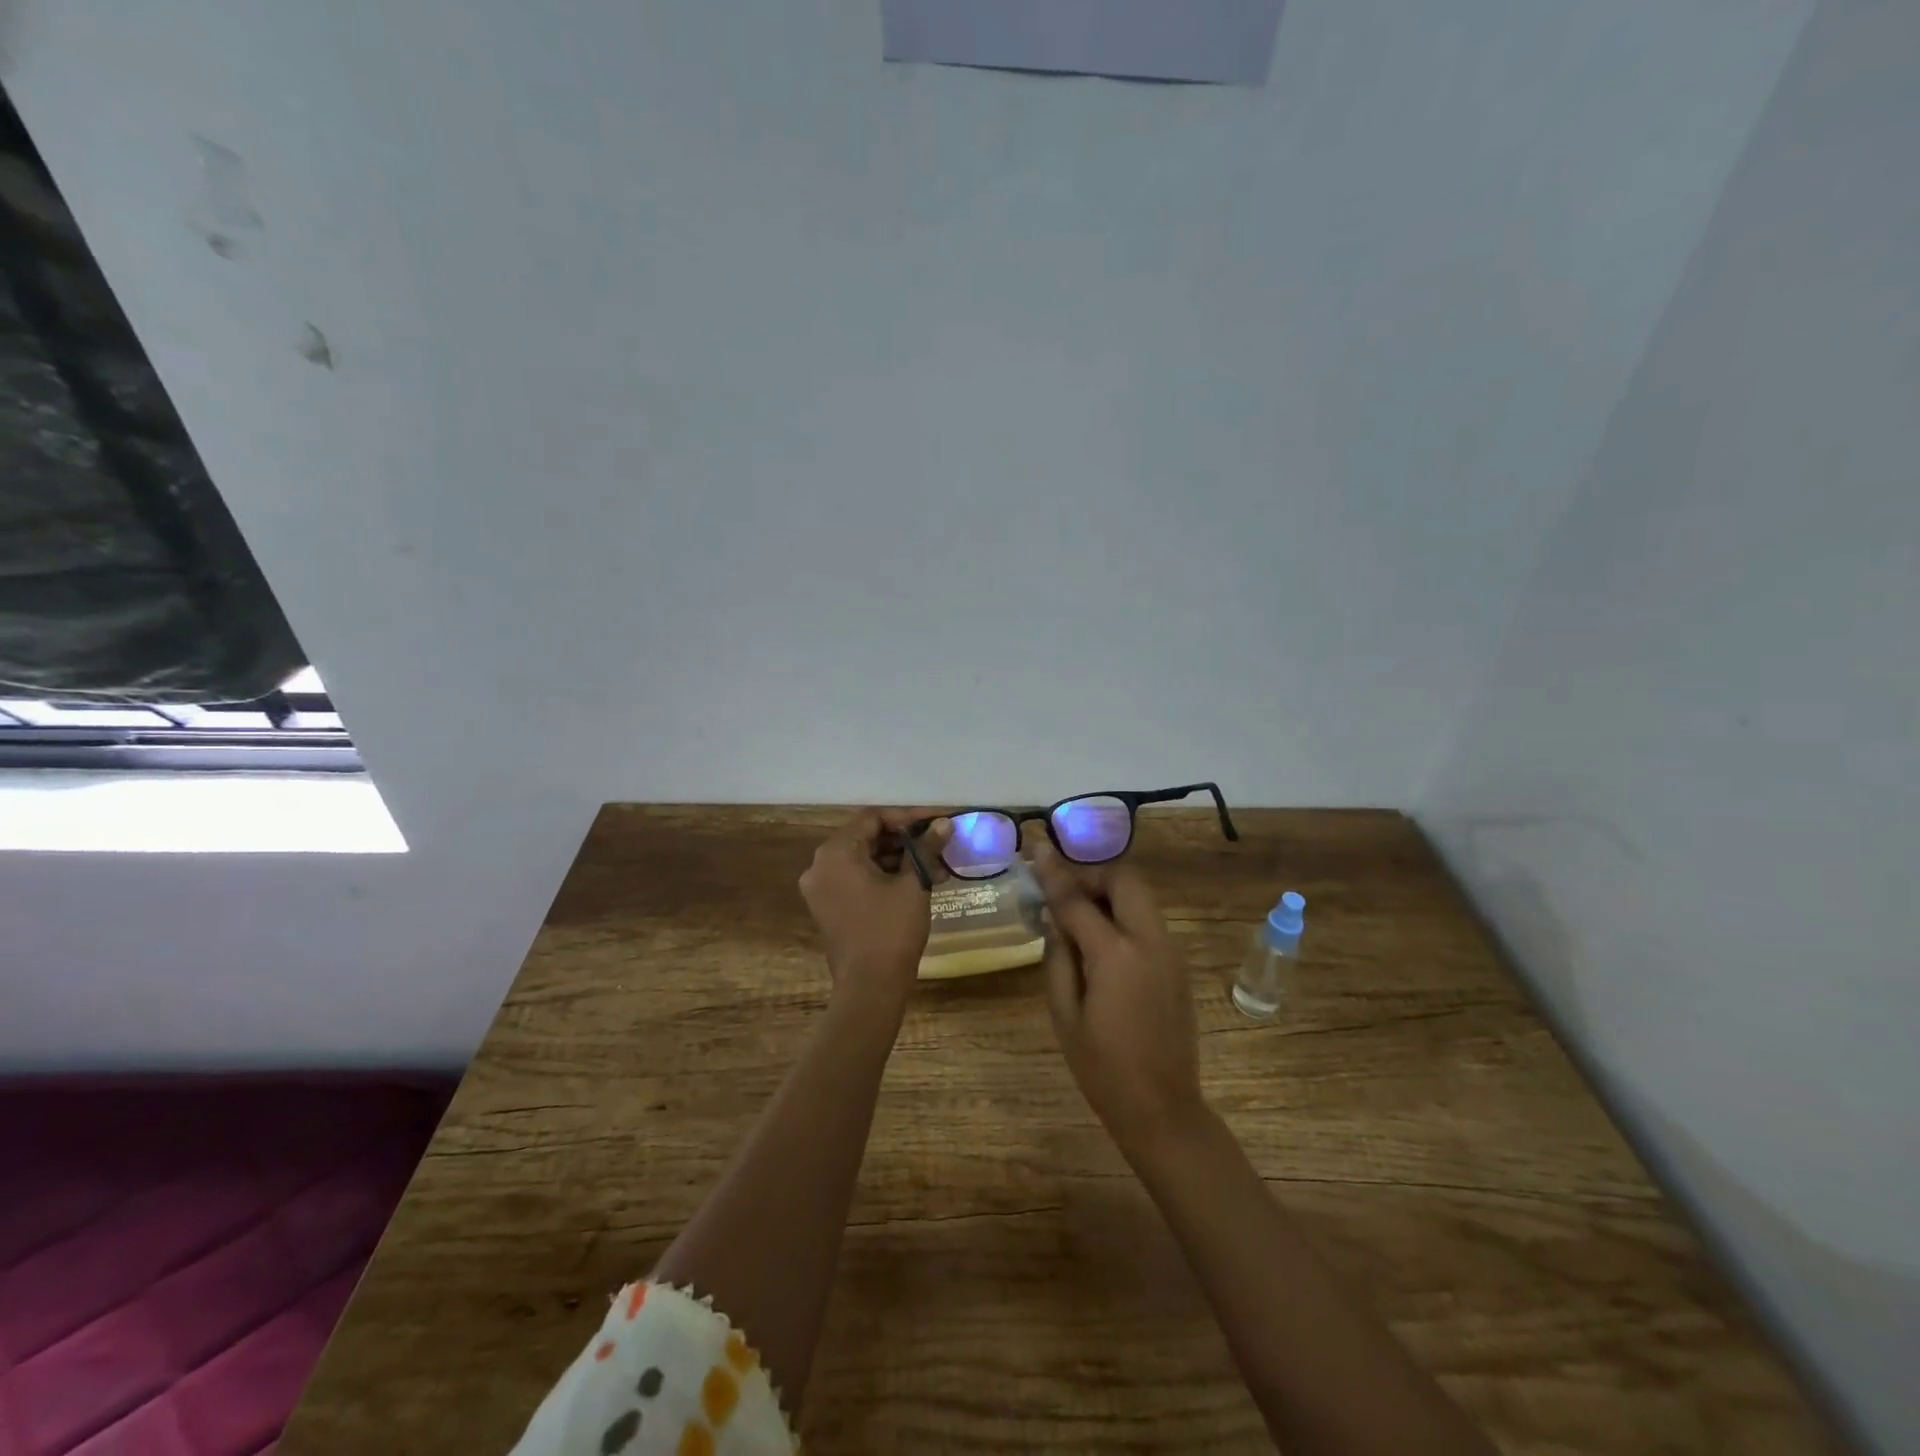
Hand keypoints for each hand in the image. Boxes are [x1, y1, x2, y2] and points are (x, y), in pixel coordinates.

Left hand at [799, 809, 953, 1015]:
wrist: (869, 988)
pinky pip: (858, 880)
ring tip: (938, 868)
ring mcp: (822, 889)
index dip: (908, 817)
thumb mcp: (913, 884)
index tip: (937, 820)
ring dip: (900, 861)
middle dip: (907, 841)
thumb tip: (944, 823)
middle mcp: (821, 866)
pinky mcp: (830, 909)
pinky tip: (920, 883)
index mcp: (836, 853)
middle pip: (867, 838)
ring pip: (865, 861)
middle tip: (940, 843)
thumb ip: (926, 848)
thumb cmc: (891, 930)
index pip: (873, 819)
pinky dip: (886, 878)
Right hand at [1032, 841, 1207, 1158]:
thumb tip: (1054, 915)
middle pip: (1125, 879)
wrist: (1162, 1108)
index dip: (1054, 873)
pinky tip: (1101, 940)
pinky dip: (1123, 914)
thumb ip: (1058, 956)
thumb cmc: (1102, 1067)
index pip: (1078, 900)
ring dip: (1110, 892)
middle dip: (1093, 873)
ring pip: (1140, 897)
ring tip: (1078, 914)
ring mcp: (1170, 951)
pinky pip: (1148, 920)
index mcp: (1116, 955)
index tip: (1037, 849)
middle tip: (1064, 890)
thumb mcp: (1064, 1014)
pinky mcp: (1177, 964)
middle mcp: (1150, 941)